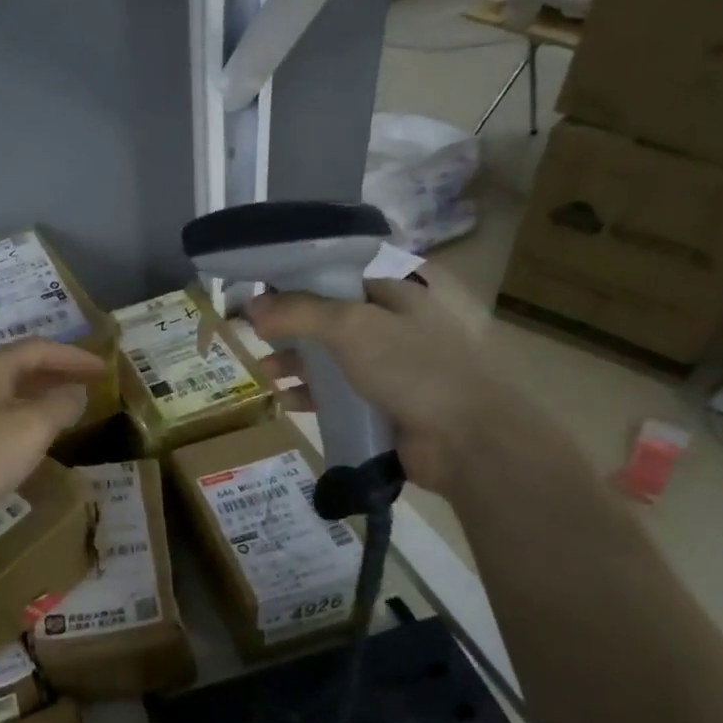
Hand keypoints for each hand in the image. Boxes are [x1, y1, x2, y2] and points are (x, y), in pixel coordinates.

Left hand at [0, 340, 104, 537]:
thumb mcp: (28, 432)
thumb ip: (58, 407)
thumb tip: (75, 392)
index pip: (40, 348)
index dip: (75, 356)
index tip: (104, 369)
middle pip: (19, 364)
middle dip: (56, 372)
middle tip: (88, 384)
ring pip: (3, 388)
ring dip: (36, 394)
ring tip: (63, 408)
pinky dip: (16, 413)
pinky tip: (23, 436)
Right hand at [245, 278, 549, 496]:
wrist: (469, 441)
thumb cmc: (414, 367)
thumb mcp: (352, 327)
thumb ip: (299, 312)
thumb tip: (253, 307)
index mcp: (398, 295)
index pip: (339, 281)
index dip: (298, 287)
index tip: (261, 299)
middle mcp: (396, 328)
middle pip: (332, 322)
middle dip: (292, 331)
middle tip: (257, 340)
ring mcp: (394, 370)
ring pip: (334, 361)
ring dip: (298, 365)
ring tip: (266, 374)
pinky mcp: (388, 409)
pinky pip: (342, 397)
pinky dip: (313, 397)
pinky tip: (286, 401)